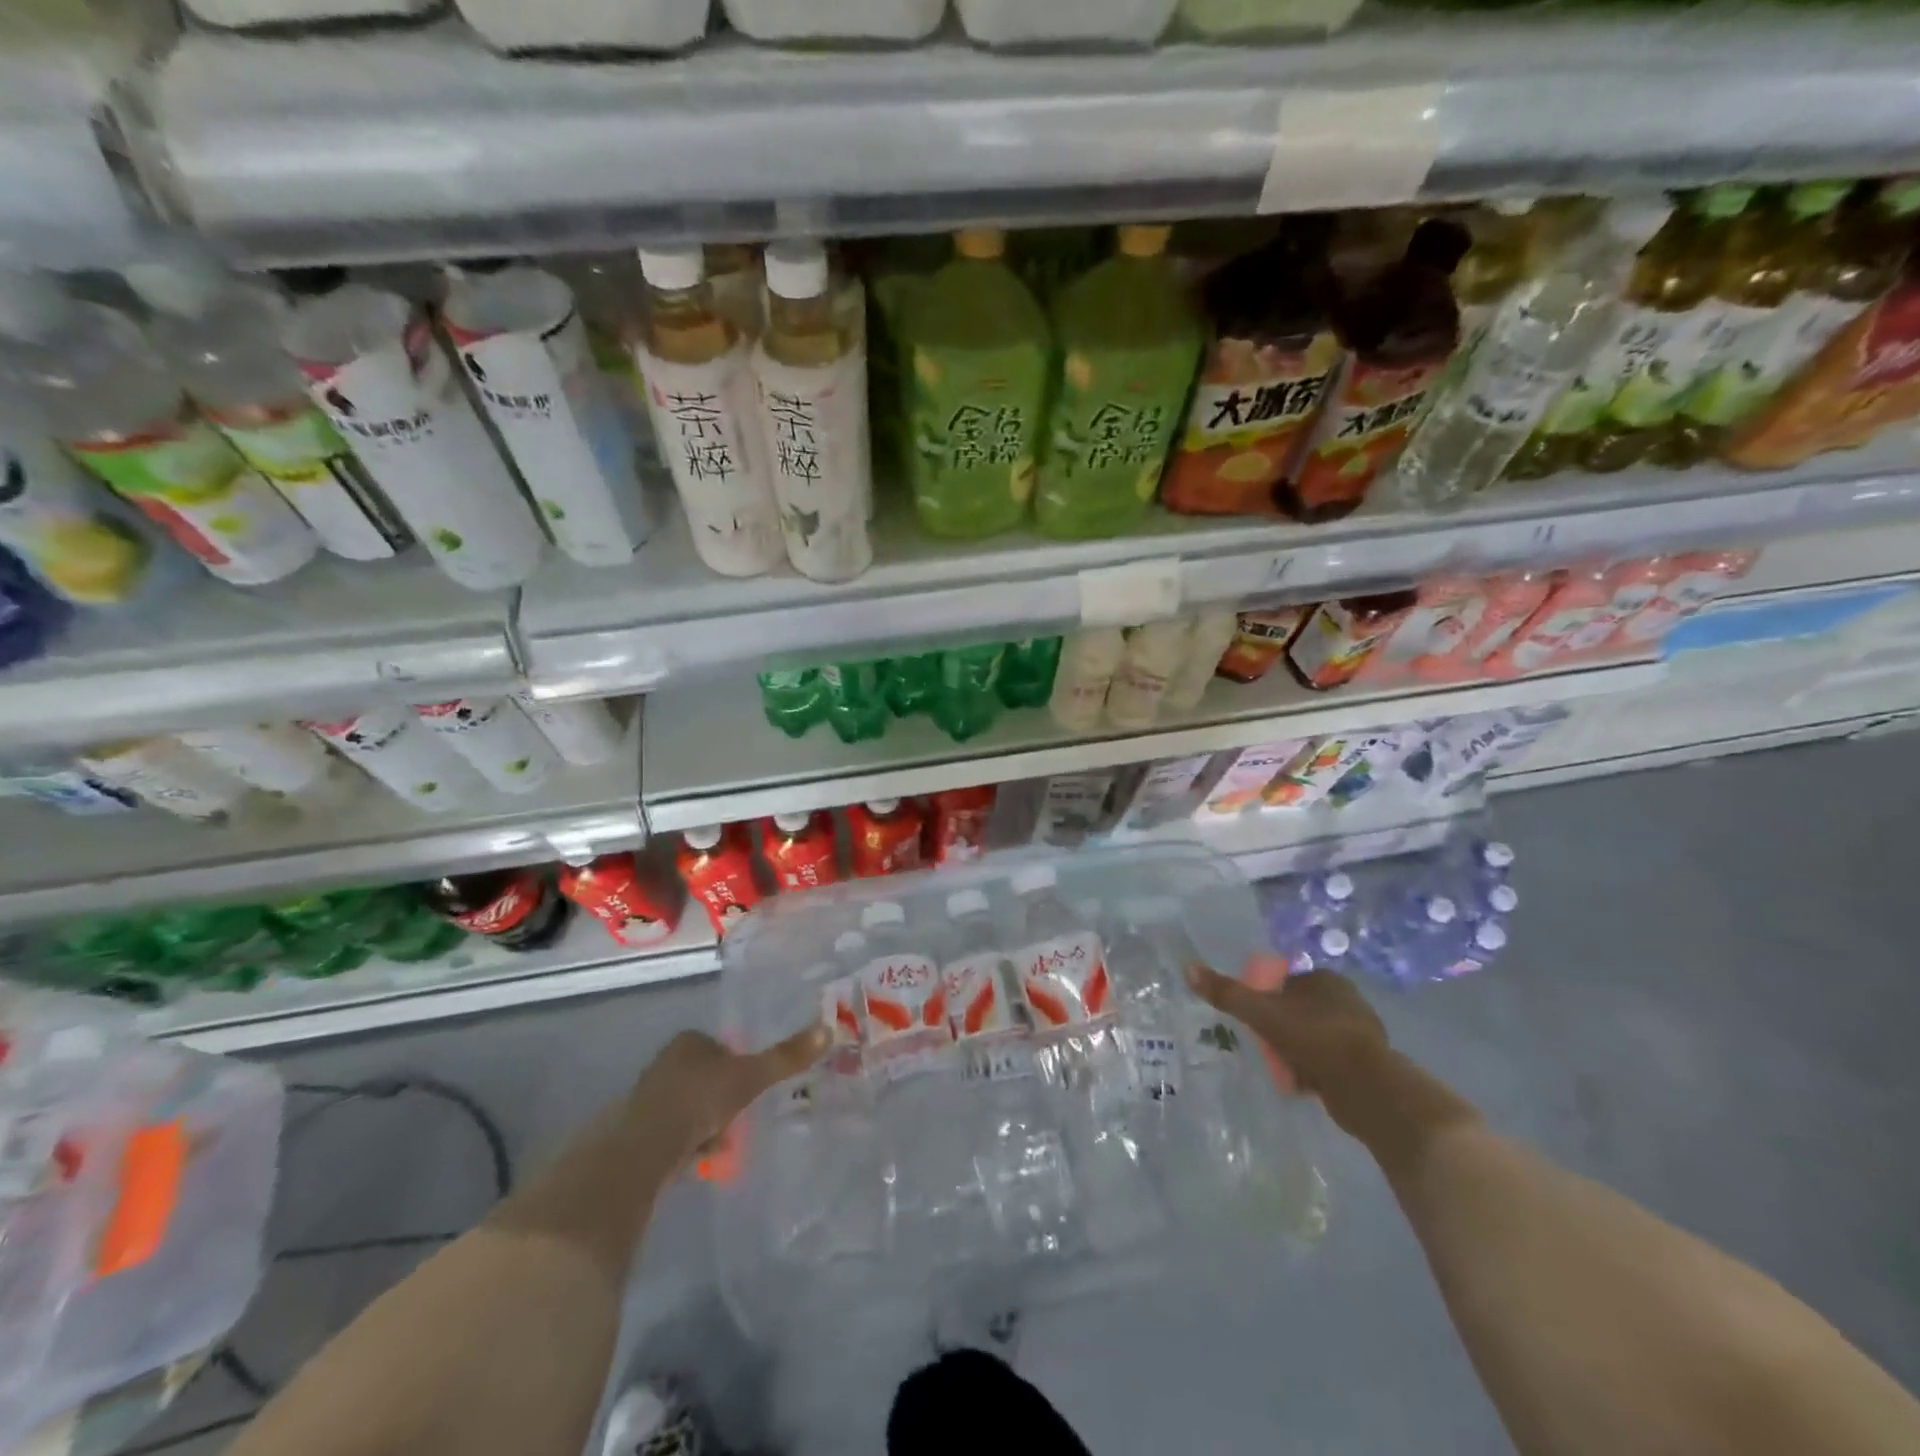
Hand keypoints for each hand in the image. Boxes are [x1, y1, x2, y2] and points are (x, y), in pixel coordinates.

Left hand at [624, 1025, 829, 1174]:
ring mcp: (649, 1098)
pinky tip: (702, 1160)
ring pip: (691, 1106)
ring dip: (708, 1123)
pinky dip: (690, 1144)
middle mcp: (666, 1063)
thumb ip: (786, 1056)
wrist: (644, 1150)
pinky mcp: (639, 1132)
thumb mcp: (751, 1076)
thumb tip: (828, 1030)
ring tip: (724, 1144)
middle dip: (724, 1098)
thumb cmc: (699, 1100)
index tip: (753, 1086)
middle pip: (707, 1076)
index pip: (721, 1045)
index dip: (739, 1064)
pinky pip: (675, 1134)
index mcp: (689, 1042)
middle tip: (742, 1118)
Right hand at [1186, 958, 1388, 1100]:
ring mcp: (1360, 1032)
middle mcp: (1347, 999)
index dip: (1265, 998)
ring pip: (1313, 1035)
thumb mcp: (1263, 1014)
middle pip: (1297, 1009)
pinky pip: (1329, 1059)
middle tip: (1263, 1045)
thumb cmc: (1316, 1040)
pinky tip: (1303, 1082)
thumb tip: (1188, 968)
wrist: (1369, 1090)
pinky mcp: (1366, 1062)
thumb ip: (1228, 993)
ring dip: (1296, 1049)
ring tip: (1280, 1066)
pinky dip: (1314, 1068)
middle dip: (1280, 1027)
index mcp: (1326, 979)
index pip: (1285, 982)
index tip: (1253, 1019)